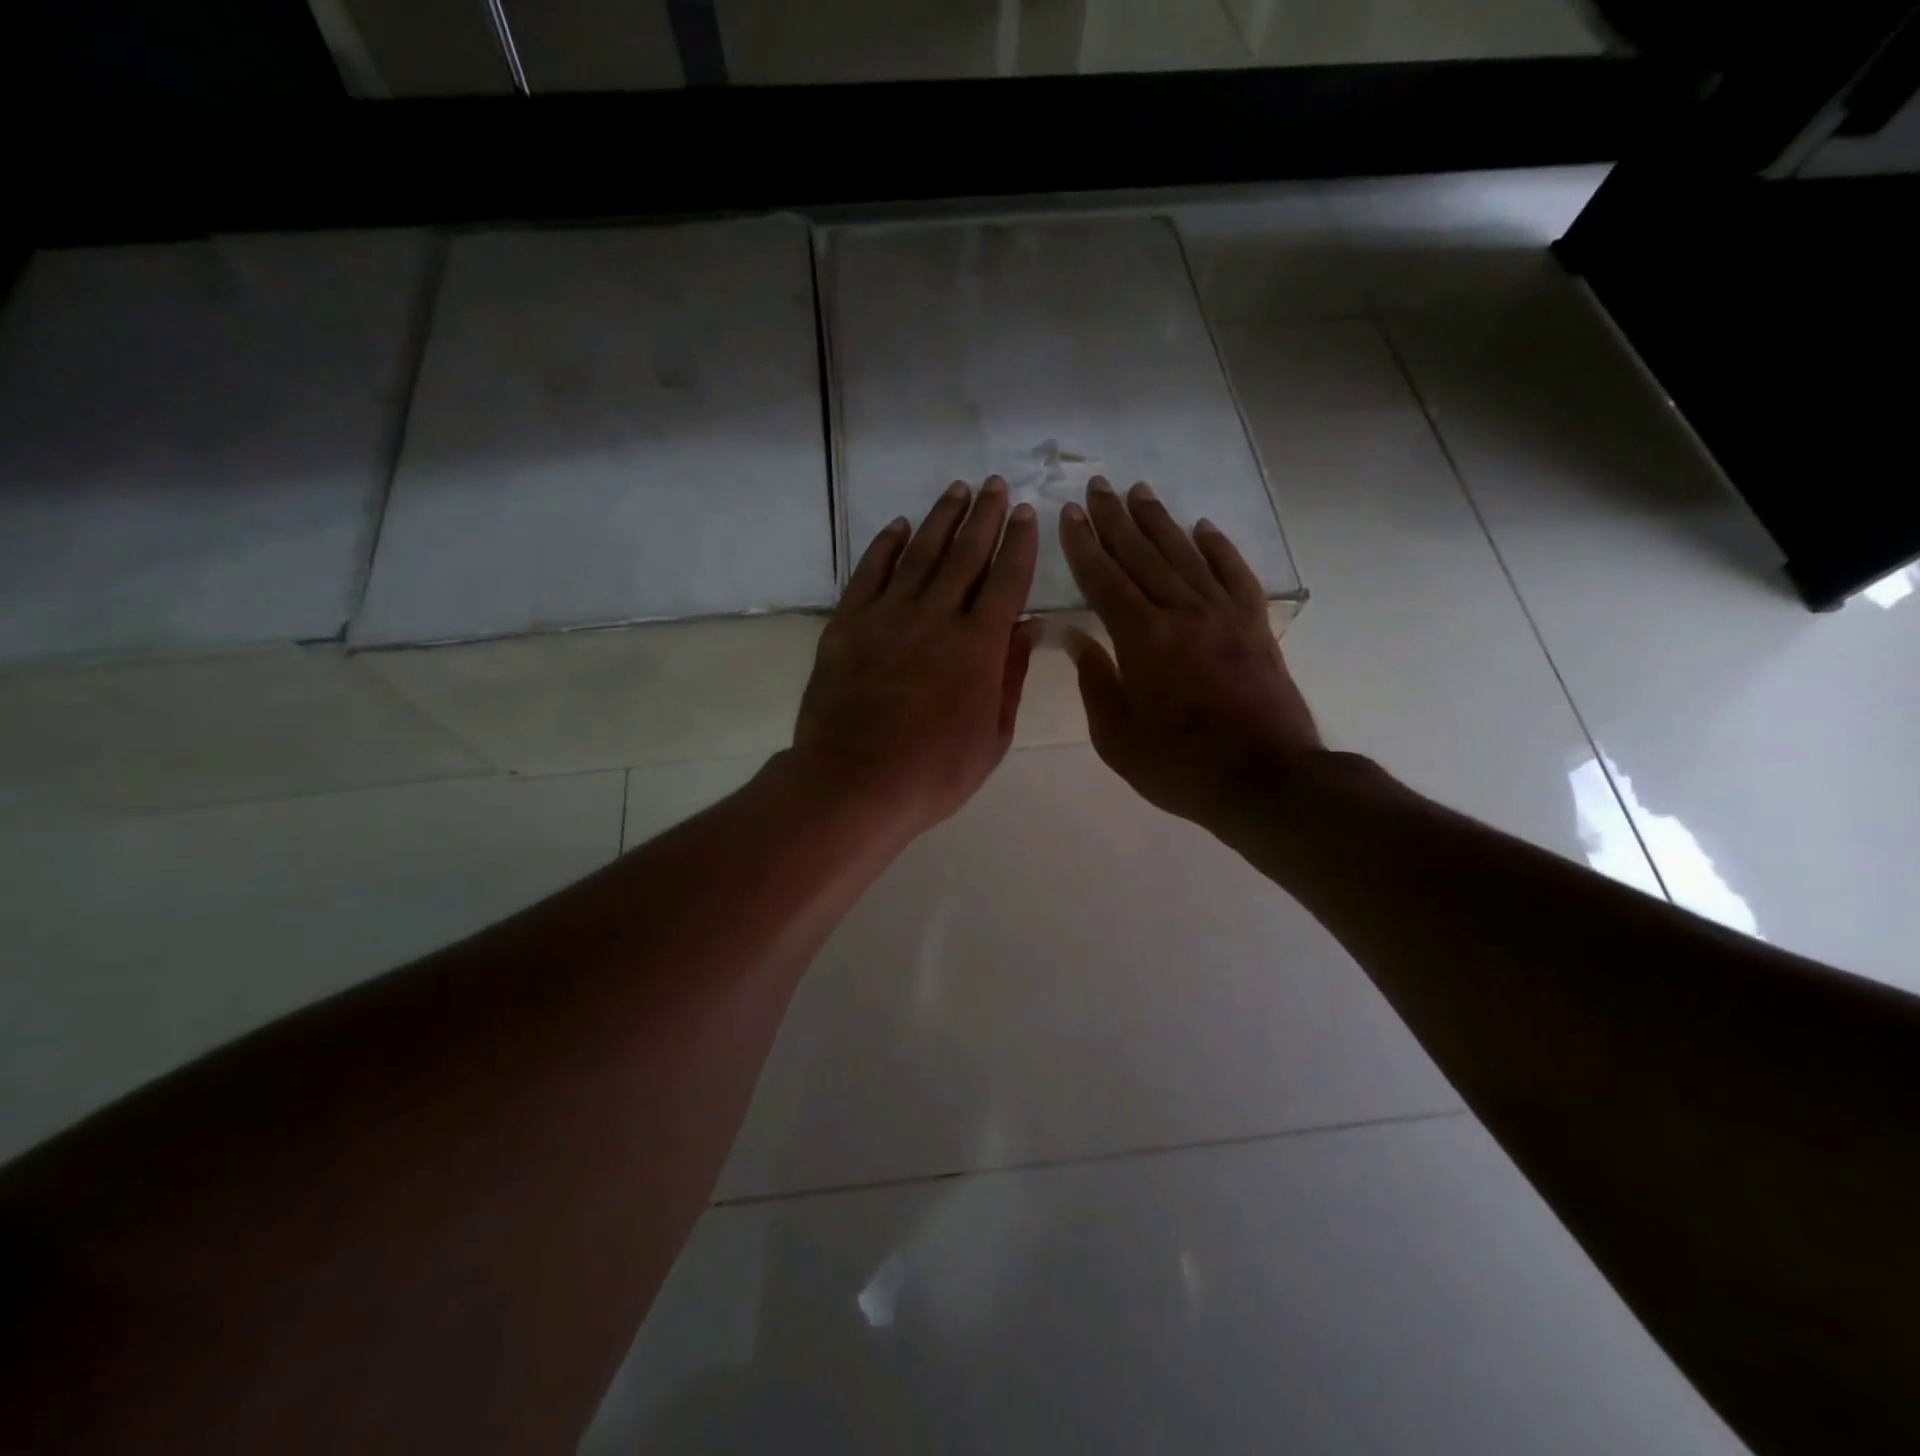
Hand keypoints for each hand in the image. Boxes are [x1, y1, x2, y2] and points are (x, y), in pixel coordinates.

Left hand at [791, 478, 1041, 842]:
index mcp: (979, 645)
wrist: (853, 783)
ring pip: (920, 553)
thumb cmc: (934, 772)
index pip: (1007, 580)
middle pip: (966, 554)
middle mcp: (937, 616)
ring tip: (957, 491)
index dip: (1020, 543)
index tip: (1027, 514)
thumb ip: (1011, 676)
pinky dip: (886, 545)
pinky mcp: (848, 624)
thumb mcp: (992, 736)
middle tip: (996, 486)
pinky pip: (870, 572)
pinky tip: (899, 526)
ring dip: (941, 518)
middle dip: (985, 516)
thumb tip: (1029, 626)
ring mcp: (888, 615)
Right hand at [1060, 477, 1322, 826]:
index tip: (1069, 514)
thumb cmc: (1181, 767)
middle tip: (1098, 486)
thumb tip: (1077, 639)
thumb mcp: (1118, 738)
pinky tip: (1203, 528)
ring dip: (1159, 522)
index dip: (1084, 545)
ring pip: (1184, 555)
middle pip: (1143, 555)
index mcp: (1143, 639)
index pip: (1105, 579)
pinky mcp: (1254, 626)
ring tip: (1139, 492)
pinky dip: (1217, 547)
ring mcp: (1223, 615)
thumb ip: (1096, 683)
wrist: (1268, 779)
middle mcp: (1182, 613)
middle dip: (1116, 519)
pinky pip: (1234, 574)